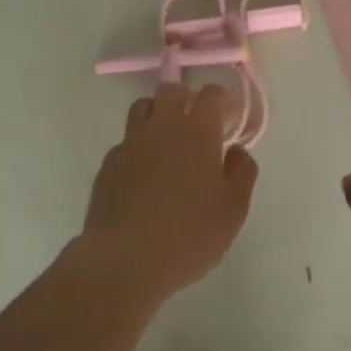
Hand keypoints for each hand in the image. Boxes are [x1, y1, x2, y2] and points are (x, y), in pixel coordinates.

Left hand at [82, 84, 259, 301]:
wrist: (124, 260)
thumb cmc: (188, 235)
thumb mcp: (233, 210)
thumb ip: (242, 174)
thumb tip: (237, 151)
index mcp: (198, 132)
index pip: (210, 94)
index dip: (219, 97)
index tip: (226, 113)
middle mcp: (163, 127)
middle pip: (171, 91)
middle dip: (186, 97)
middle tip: (195, 121)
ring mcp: (131, 143)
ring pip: (143, 108)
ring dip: (157, 113)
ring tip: (166, 138)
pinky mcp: (108, 164)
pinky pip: (125, 141)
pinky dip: (137, 146)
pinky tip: (143, 172)